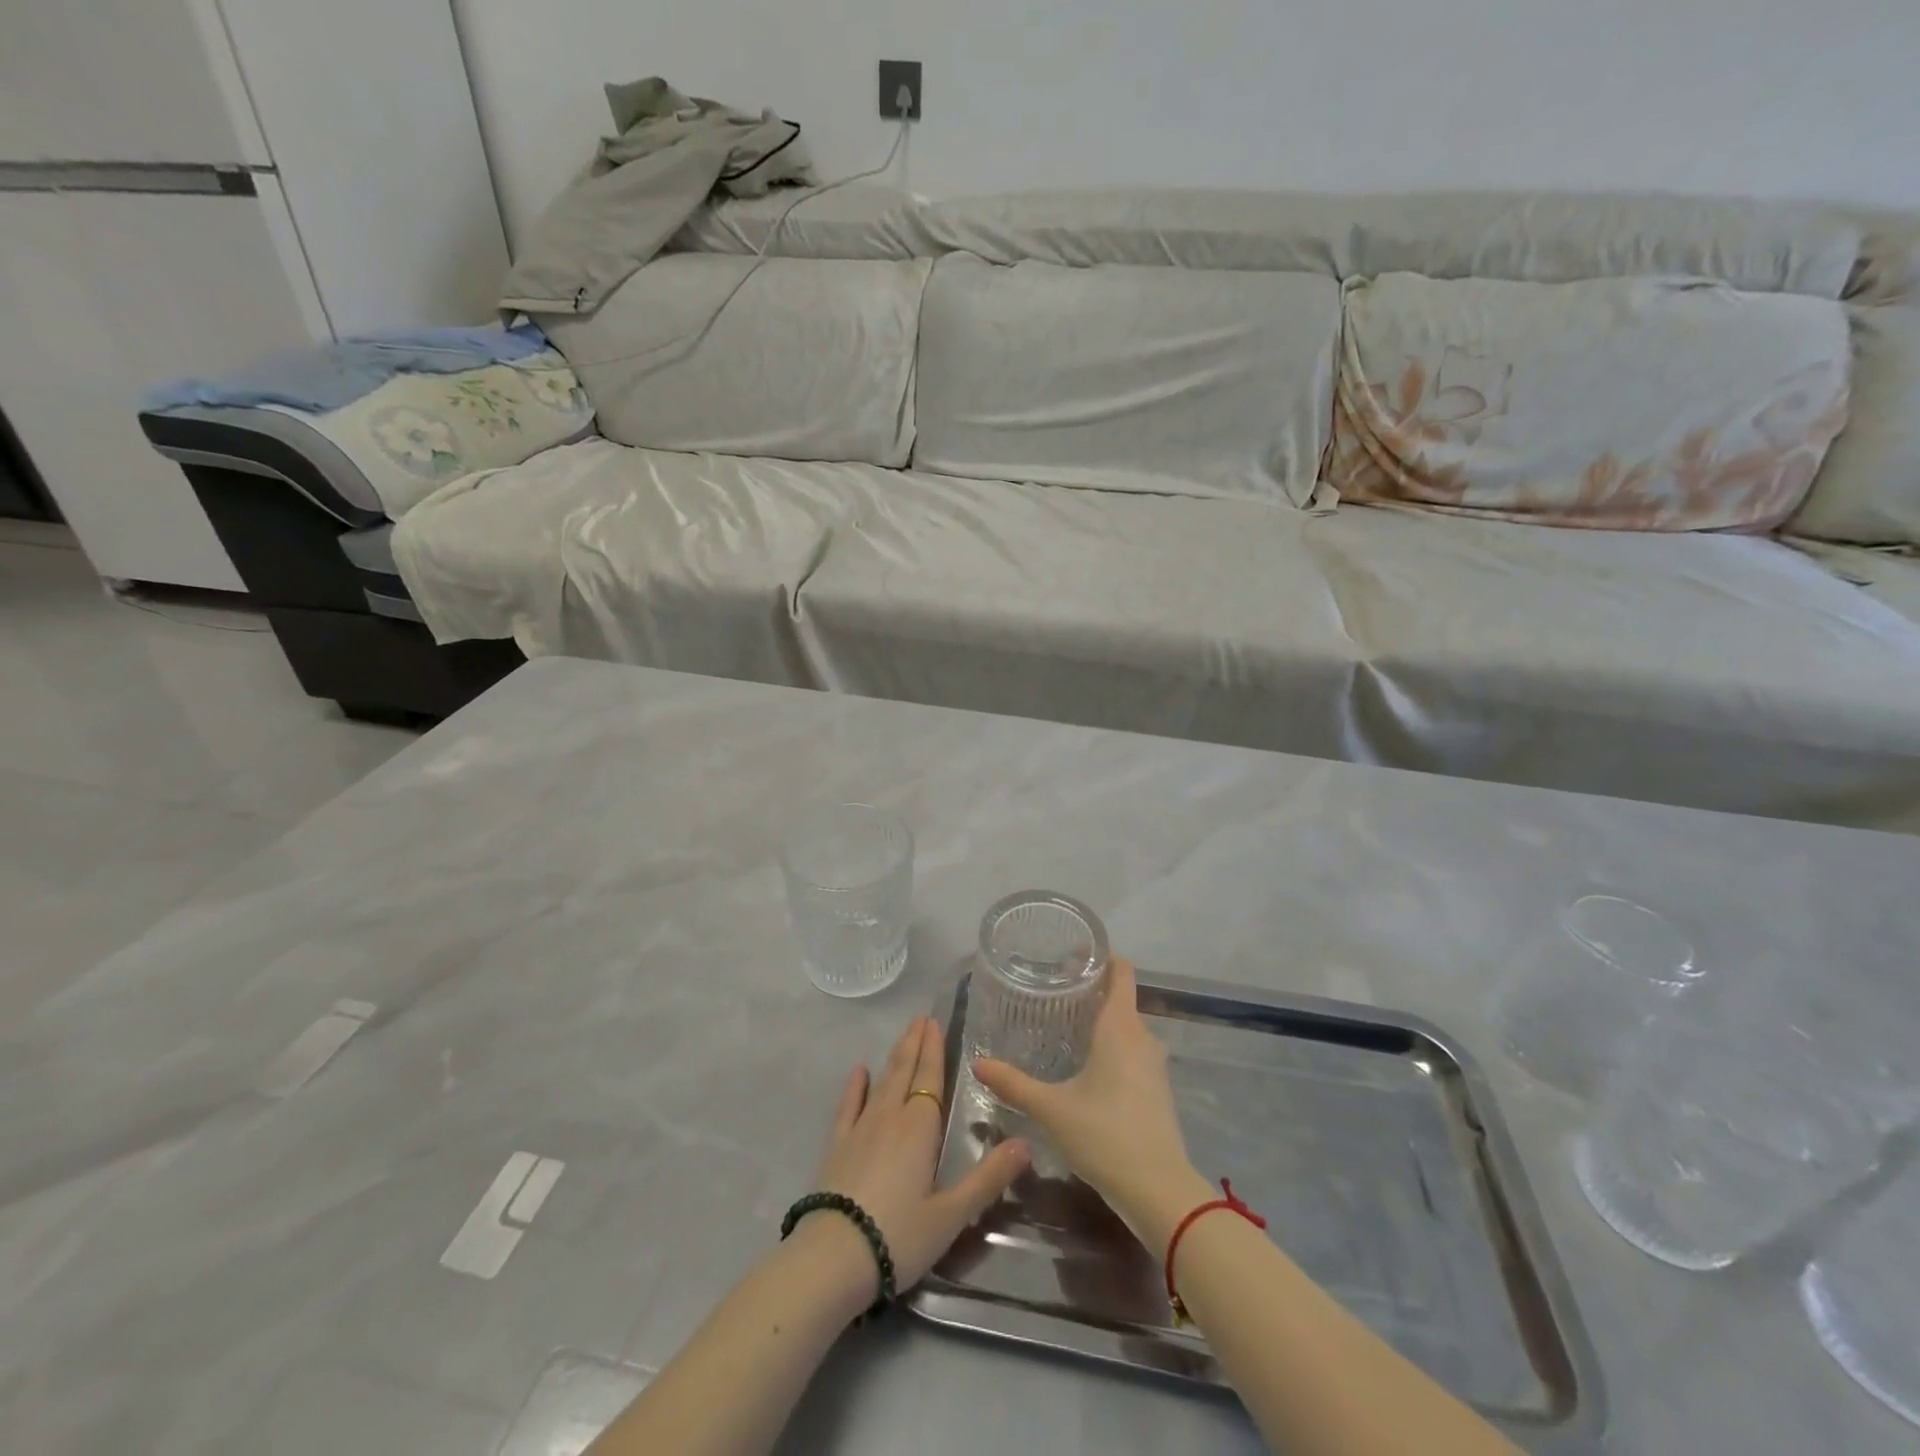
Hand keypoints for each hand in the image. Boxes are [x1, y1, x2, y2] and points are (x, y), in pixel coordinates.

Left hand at [807, 1015, 1030, 1298]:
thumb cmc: (899, 1236)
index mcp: (920, 1128)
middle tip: (921, 1017)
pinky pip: (848, 1105)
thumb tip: (1027, 1143)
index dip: (934, 1050)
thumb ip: (989, 1177)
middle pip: (905, 1072)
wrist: (833, 1257)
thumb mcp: (952, 1214)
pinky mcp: (837, 1145)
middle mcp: (890, 1117)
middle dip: (915, 1044)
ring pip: (881, 1082)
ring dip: (893, 1057)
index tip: (935, 1022)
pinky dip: (855, 1086)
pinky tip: (859, 1070)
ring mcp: (860, 1128)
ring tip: (903, 1035)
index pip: (930, 1079)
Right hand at [973, 958, 1209, 1253]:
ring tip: (1062, 1024)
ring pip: (1126, 1026)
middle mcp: (1142, 1037)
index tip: (1070, 955)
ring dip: (1099, 1020)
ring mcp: (1153, 1064)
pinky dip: (1110, 1046)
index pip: (1121, 970)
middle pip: (1120, 997)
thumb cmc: (1106, 1135)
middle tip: (1052, 990)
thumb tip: (977, 1063)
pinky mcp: (1156, 1088)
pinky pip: (1132, 1050)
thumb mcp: (1052, 1108)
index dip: (1100, 955)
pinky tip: (1084, 1064)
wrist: (1160, 1191)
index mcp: (1121, 1027)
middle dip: (1089, 989)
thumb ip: (1014, 1084)